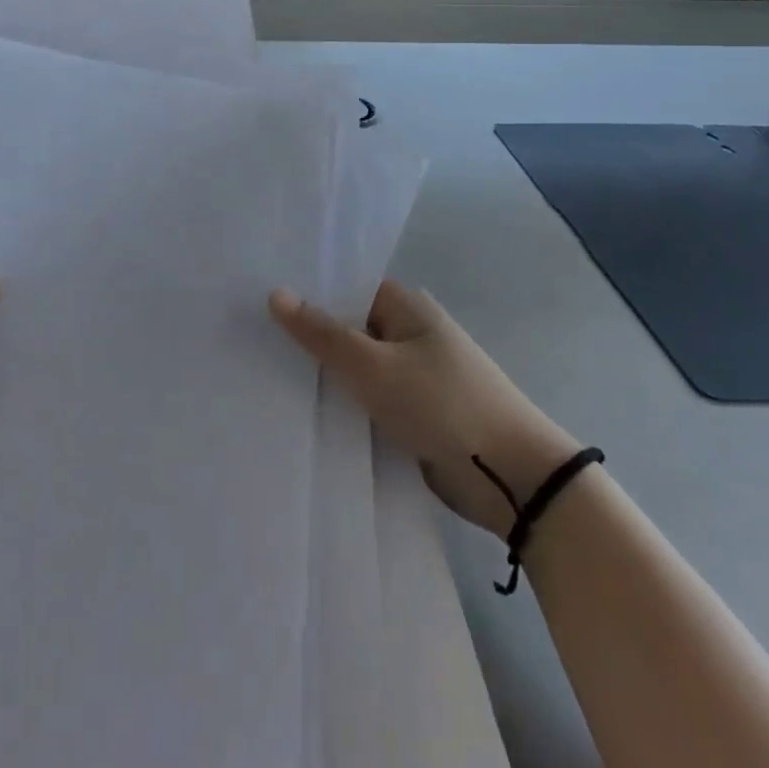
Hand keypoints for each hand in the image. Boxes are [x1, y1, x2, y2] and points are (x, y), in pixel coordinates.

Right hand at [270, 281, 578, 536]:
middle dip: (309, 336)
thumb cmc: (443, 404)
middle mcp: (409, 332)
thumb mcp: (374, 367)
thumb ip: (322, 333)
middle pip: (348, 327)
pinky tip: (304, 408)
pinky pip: (369, 398)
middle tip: (253, 337)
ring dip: (326, 374)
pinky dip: (345, 402)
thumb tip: (275, 293)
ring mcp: (414, 374)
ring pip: (357, 367)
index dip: (305, 292)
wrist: (515, 480)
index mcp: (406, 306)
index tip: (257, 299)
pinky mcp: (416, 413)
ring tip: (265, 371)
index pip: (344, 287)